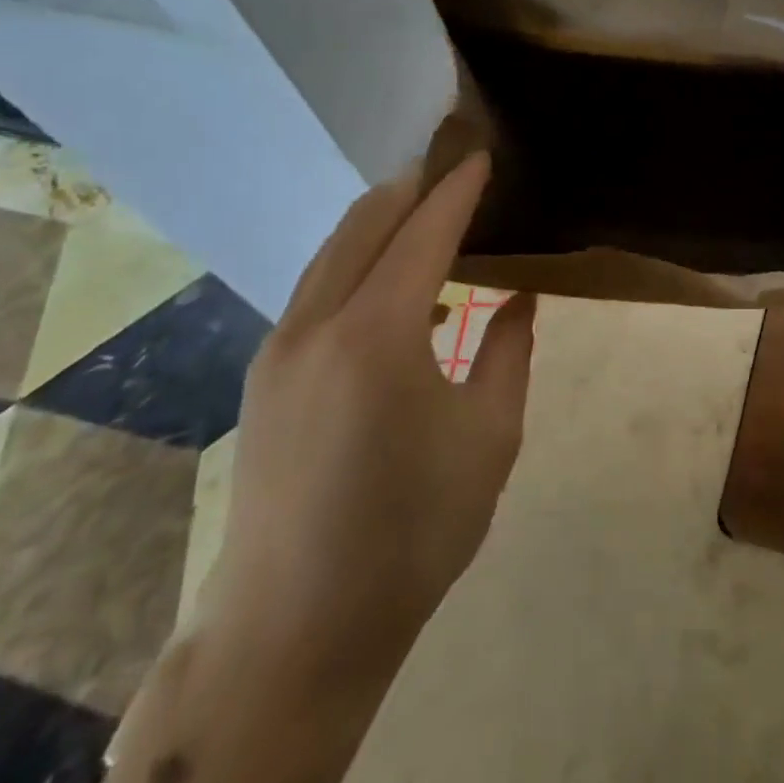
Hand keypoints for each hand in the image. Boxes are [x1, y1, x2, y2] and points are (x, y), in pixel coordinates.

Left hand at [205, 152, 534, 689]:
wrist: (298, 627)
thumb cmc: (413, 530)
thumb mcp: (489, 436)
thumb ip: (509, 351)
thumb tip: (519, 296)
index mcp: (377, 335)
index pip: (424, 234)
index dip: (457, 190)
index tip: (482, 155)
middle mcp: (315, 326)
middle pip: (363, 225)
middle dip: (411, 187)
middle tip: (453, 162)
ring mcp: (279, 351)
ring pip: (331, 254)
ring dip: (379, 221)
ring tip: (425, 208)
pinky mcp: (265, 378)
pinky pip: (316, 290)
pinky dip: (357, 263)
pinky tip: (392, 286)